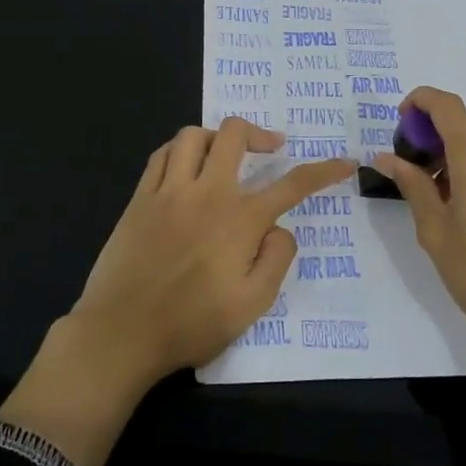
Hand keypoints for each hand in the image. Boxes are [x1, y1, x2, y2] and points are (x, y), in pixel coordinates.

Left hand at [0, 120, 353, 465]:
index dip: (323, 171)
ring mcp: (168, 191)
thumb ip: (276, 259)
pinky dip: (179, 150)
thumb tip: (281, 228)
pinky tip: (185, 166)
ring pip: (193, 135)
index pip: (292, 184)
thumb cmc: (191, 323)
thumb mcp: (252, 305)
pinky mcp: (140, 198)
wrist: (121, 333)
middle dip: (259, 133)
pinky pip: (161, 155)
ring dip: (215, 137)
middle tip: (271, 147)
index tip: (343, 163)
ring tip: (224, 154)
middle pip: (234, 134)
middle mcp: (206, 192)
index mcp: (240, 219)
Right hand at [370, 86, 465, 360]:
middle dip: (433, 143)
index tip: (399, 123)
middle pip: (463, 130)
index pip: (446, 105)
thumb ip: (412, 186)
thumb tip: (387, 158)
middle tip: (410, 177)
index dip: (419, 102)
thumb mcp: (436, 232)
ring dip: (454, 162)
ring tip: (436, 204)